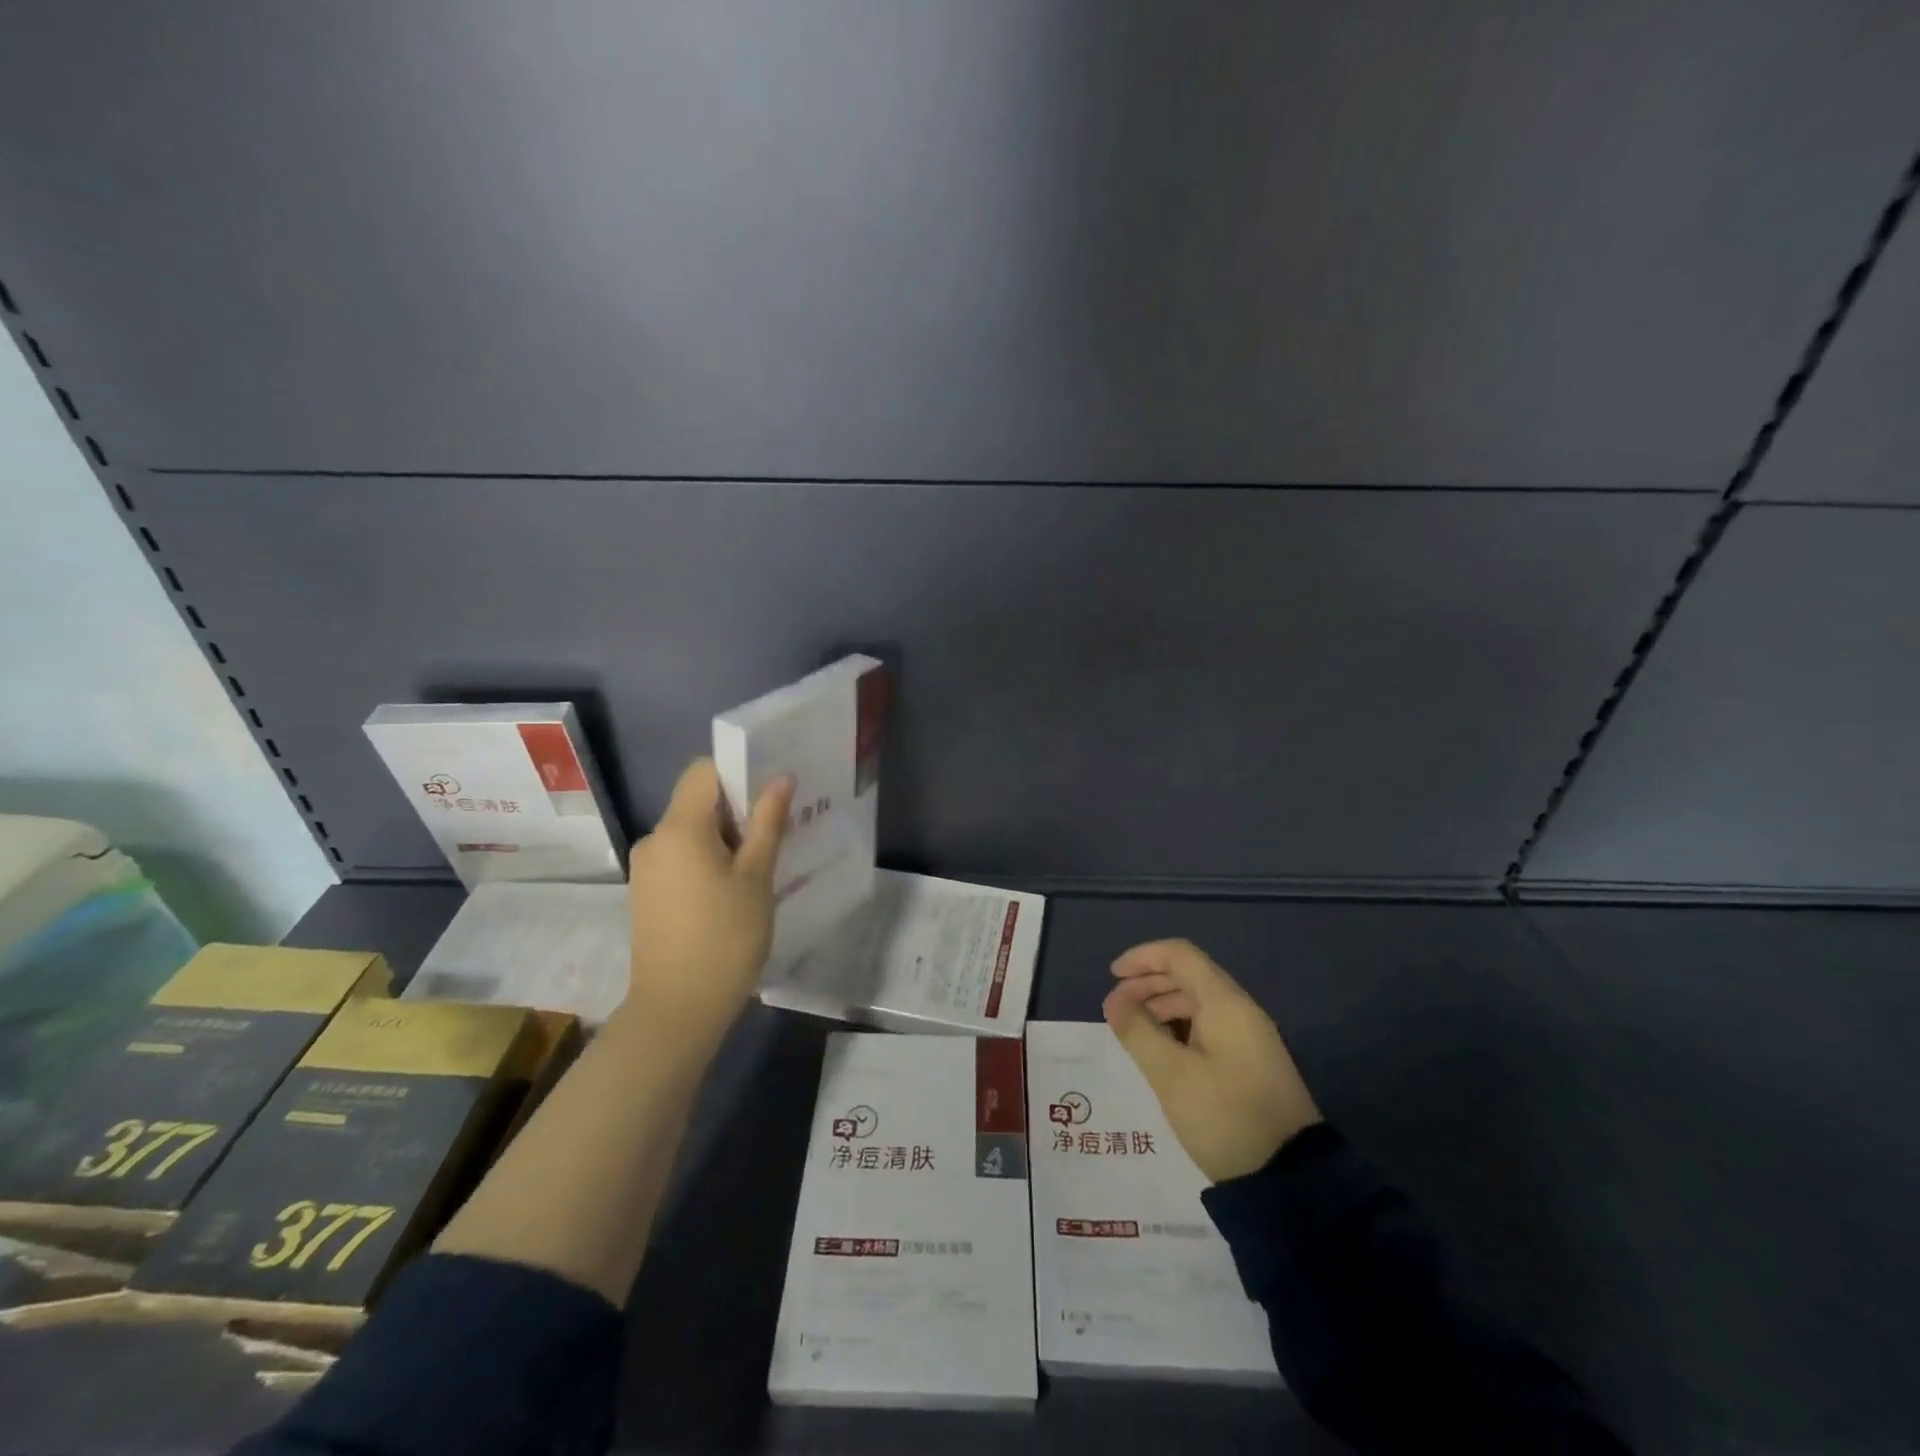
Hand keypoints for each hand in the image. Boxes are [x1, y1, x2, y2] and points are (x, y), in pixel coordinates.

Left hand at [621, 758, 792, 1046]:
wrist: (677, 1009)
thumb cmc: (725, 938)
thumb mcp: (757, 877)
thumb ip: (767, 822)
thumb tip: (781, 778)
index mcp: (680, 828)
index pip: (704, 771)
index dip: (739, 770)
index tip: (772, 791)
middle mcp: (655, 838)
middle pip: (698, 800)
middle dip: (738, 807)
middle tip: (779, 827)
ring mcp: (647, 867)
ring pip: (691, 830)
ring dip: (726, 836)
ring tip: (762, 861)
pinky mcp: (647, 892)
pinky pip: (681, 856)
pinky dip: (708, 858)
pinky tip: (735, 887)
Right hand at [1103, 939, 1321, 1182]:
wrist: (1290, 1181)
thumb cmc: (1225, 1117)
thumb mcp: (1171, 1076)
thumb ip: (1138, 1031)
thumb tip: (1113, 999)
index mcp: (1225, 1004)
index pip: (1180, 955)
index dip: (1143, 957)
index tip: (1112, 976)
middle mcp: (1240, 1011)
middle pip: (1189, 975)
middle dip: (1149, 983)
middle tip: (1117, 1008)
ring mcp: (1249, 1037)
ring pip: (1198, 1002)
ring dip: (1162, 1006)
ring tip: (1133, 1031)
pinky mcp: (1251, 1062)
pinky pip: (1209, 1026)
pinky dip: (1179, 1027)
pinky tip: (1162, 1051)